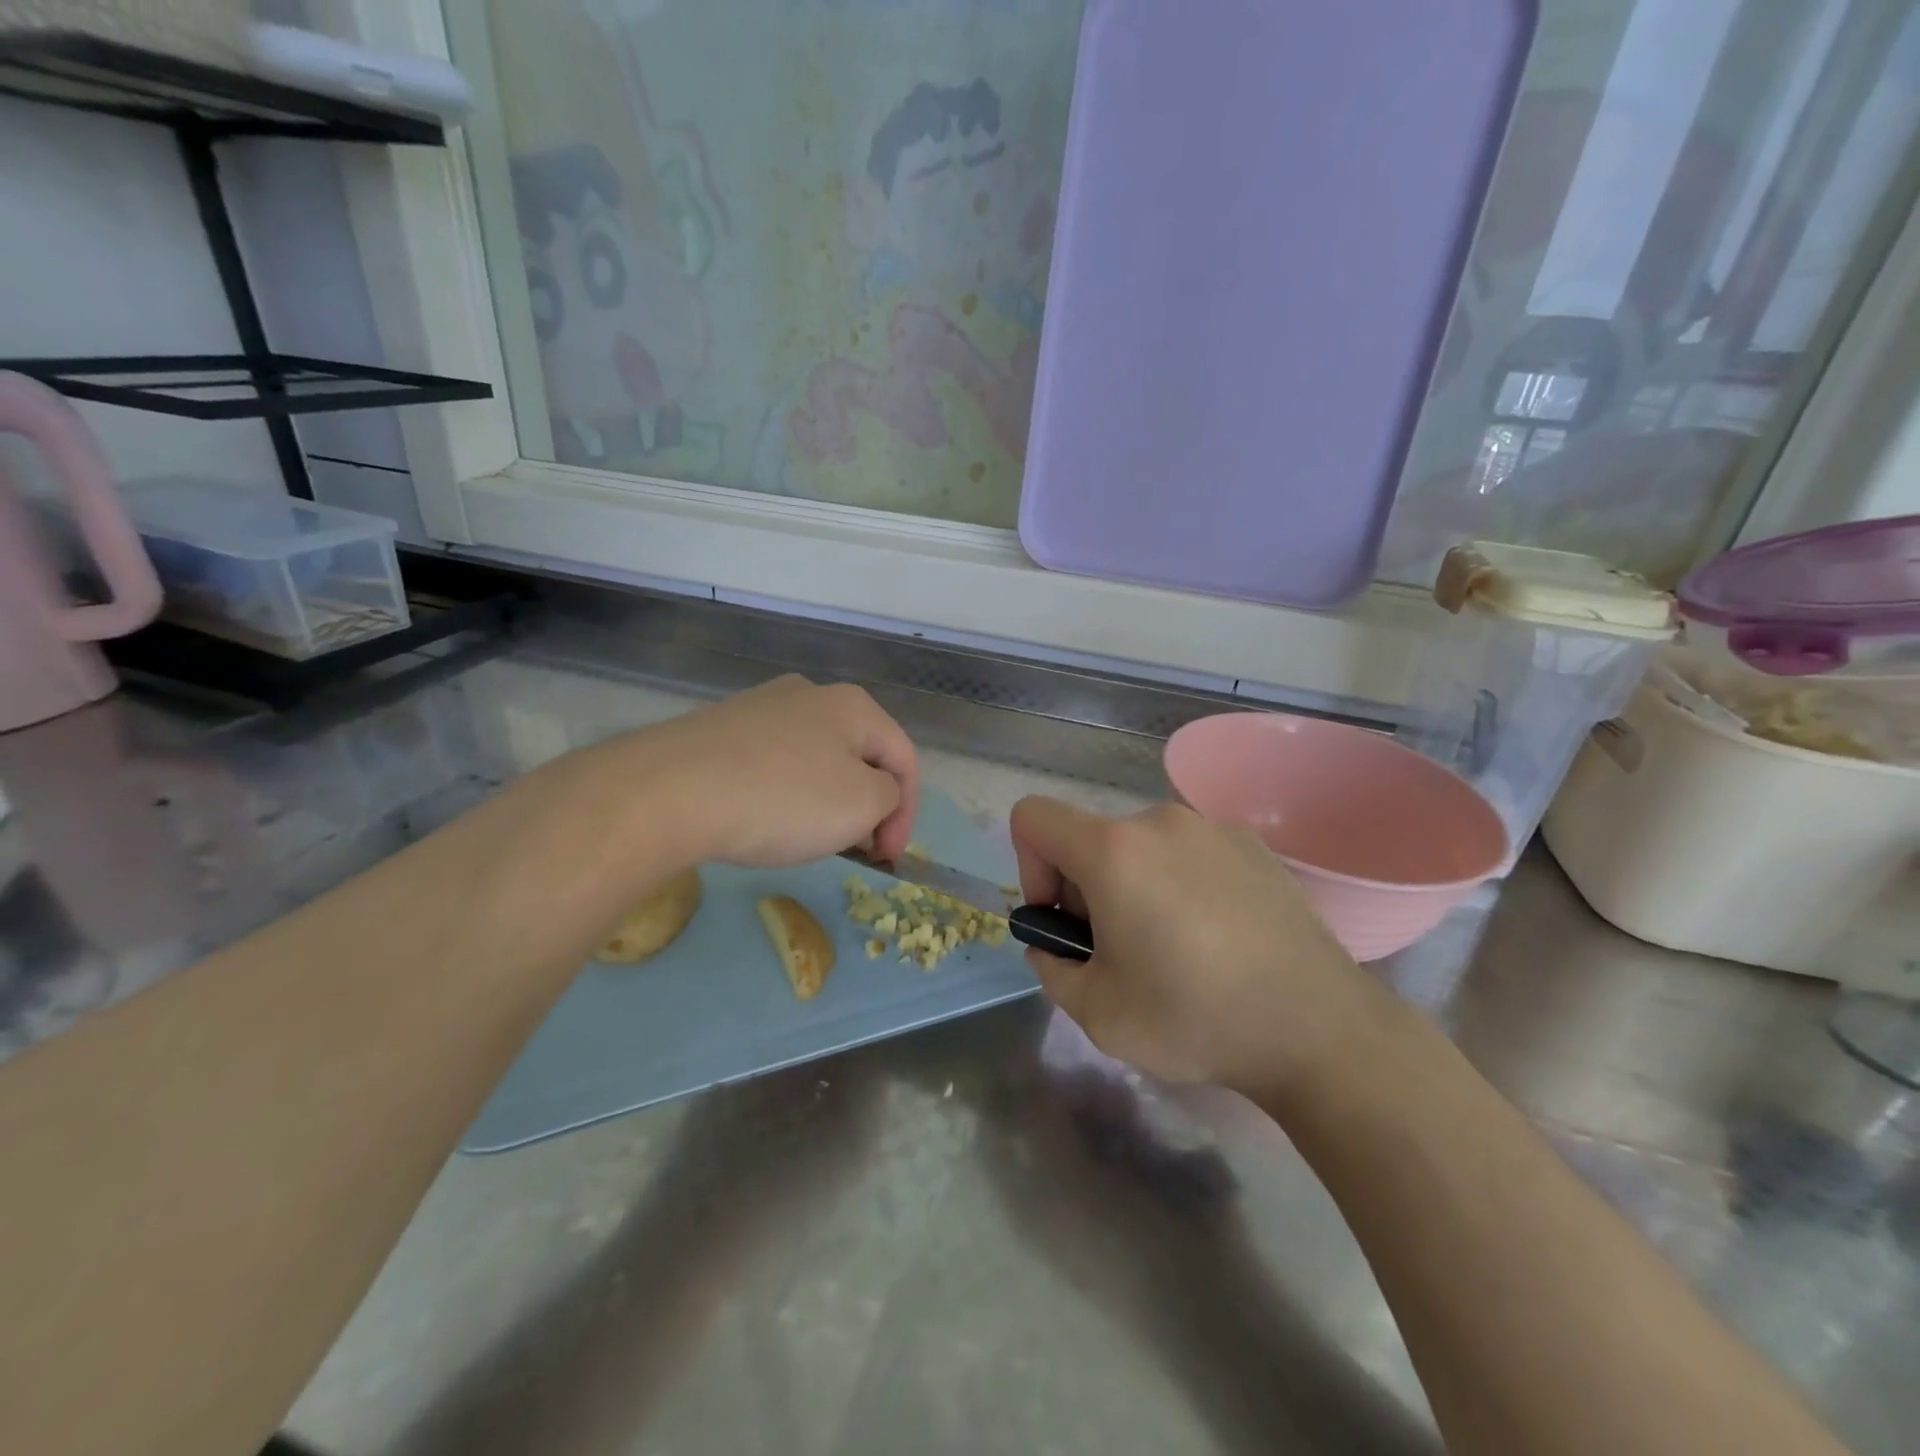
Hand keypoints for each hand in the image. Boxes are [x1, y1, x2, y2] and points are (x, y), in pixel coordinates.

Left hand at [611, 676, 919, 868]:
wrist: (667, 792)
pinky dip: (785, 793)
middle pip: (860, 756)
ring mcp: (760, 708)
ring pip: (816, 759)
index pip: (904, 760)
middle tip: (857, 848)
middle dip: (867, 805)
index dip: (908, 813)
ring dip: (828, 801)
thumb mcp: (861, 805)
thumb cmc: (782, 798)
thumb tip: (875, 794)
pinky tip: (764, 820)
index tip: (889, 858)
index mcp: (853, 705)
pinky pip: (773, 763)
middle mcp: (810, 694)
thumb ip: (888, 798)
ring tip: (811, 838)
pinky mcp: (721, 729)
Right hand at [1009, 798, 1372, 1095]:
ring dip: (1134, 886)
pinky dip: (1181, 883)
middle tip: (1120, 953)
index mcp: (1113, 850)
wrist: (1319, 1029)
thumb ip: (1052, 969)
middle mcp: (1160, 821)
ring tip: (1174, 949)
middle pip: (1090, 839)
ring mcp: (1213, 827)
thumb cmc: (1195, 1018)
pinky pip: (1189, 852)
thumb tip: (1054, 946)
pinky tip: (1218, 938)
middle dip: (1086, 890)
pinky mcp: (1254, 845)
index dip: (1028, 867)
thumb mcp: (1097, 1013)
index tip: (1062, 923)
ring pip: (1141, 847)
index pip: (1033, 817)